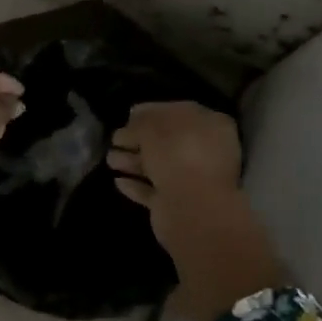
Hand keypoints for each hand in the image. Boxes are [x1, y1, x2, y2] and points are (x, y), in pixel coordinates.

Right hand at [110, 102, 285, 320]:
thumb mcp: (154, 128)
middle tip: (114, 139)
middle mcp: (206, 152)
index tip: (128, 115)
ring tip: (110, 160)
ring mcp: (193, 181)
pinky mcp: (178, 206)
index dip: (151, 112)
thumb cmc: (178, 156)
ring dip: (133, 162)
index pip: (178, 112)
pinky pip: (154, 191)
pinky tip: (118, 182)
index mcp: (211, 125)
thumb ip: (141, 122)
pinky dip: (137, 186)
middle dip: (138, 140)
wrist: (191, 208)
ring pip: (158, 167)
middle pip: (167, 142)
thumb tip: (133, 118)